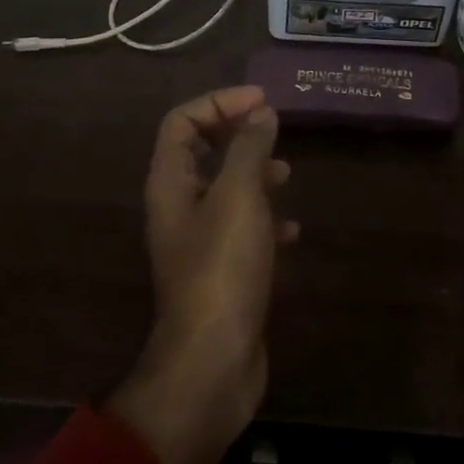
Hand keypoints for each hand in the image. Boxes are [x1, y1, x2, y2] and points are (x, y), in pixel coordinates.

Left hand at [106, 86, 296, 463]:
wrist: (213, 362)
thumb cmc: (222, 268)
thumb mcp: (239, 197)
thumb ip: (249, 148)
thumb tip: (260, 112)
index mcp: (171, 183)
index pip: (181, 121)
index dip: (218, 102)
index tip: (262, 101)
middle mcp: (178, 207)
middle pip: (201, 152)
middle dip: (237, 134)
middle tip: (275, 128)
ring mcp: (199, 241)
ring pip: (224, 190)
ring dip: (254, 174)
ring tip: (287, 174)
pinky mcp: (221, 271)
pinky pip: (242, 229)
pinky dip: (266, 219)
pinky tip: (292, 230)